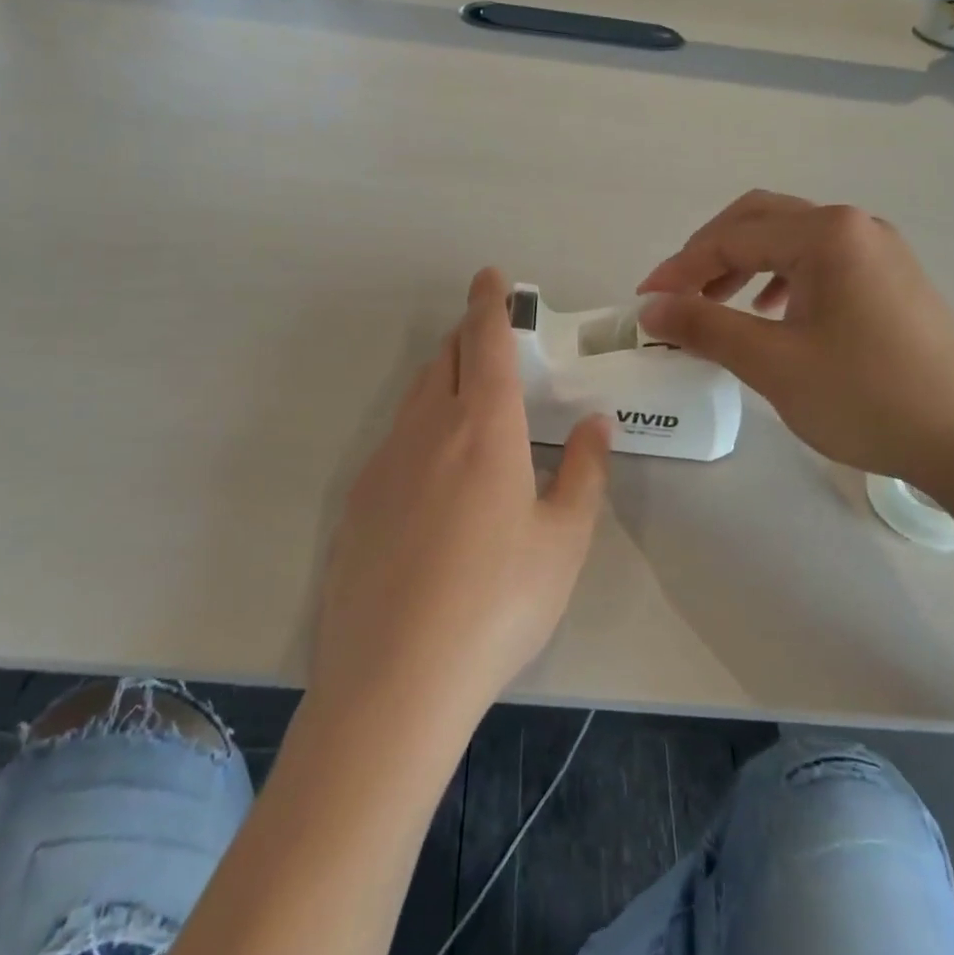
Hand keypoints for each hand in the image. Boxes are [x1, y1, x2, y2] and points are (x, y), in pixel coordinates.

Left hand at [312, 268, 610, 729]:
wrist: (394, 678)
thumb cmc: (497, 603)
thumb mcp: (562, 542)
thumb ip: (582, 473)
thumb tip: (596, 424)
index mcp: (483, 428)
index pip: (487, 342)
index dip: (490, 303)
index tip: (490, 276)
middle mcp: (428, 429)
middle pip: (445, 359)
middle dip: (468, 337)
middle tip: (490, 339)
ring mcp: (384, 463)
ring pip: (416, 397)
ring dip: (444, 380)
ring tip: (468, 400)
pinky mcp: (357, 501)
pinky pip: (395, 440)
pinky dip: (421, 428)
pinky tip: (434, 475)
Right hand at [639, 191, 953, 492]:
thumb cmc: (868, 397)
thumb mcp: (773, 364)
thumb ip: (706, 327)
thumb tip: (651, 309)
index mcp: (825, 233)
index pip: (731, 237)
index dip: (680, 268)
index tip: (644, 304)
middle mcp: (853, 226)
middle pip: (760, 220)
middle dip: (709, 254)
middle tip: (678, 296)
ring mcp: (879, 251)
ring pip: (790, 240)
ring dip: (744, 264)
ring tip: (718, 304)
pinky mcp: (892, 280)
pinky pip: (820, 262)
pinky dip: (781, 279)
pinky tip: (773, 314)